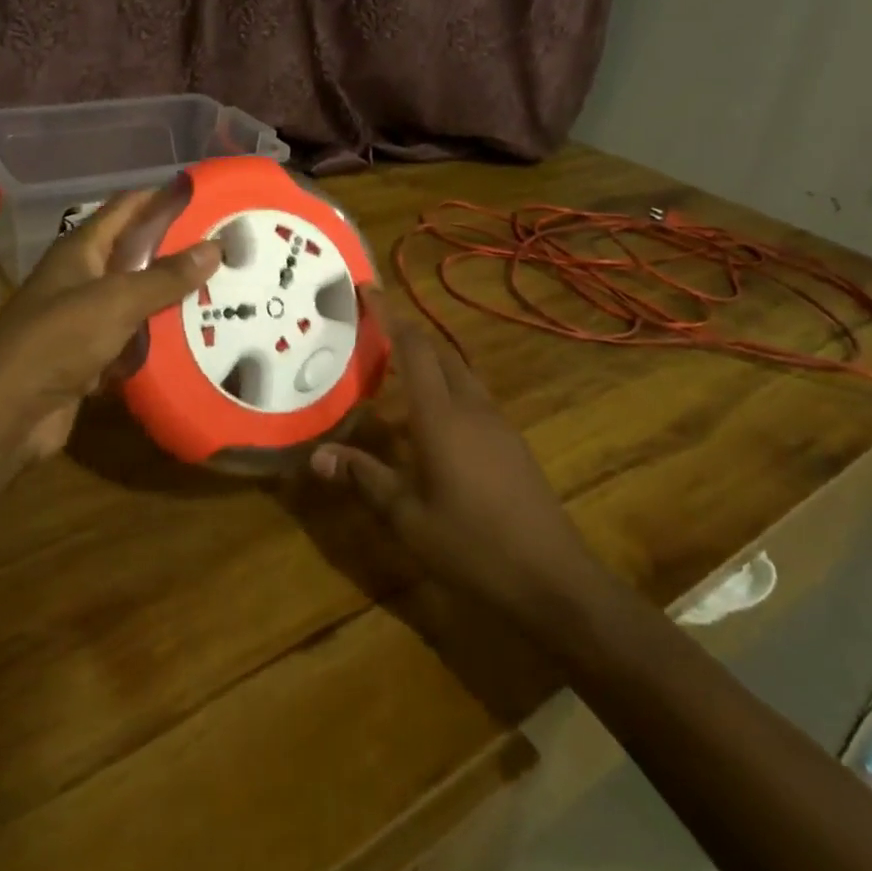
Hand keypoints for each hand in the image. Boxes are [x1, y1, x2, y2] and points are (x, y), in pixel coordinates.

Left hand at [0, 190, 221, 463]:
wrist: (6, 414)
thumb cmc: (57, 341)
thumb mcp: (116, 301)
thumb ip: (165, 277)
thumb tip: (214, 247)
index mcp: (81, 250)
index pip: (127, 208)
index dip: (162, 197)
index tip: (208, 196)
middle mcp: (82, 278)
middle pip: (136, 255)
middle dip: (178, 250)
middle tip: (228, 249)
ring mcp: (85, 319)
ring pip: (138, 301)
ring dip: (173, 298)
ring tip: (226, 291)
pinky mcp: (91, 357)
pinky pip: (133, 341)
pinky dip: (159, 341)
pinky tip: (198, 341)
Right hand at [310, 293, 600, 624]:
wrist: (553, 580)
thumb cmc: (472, 546)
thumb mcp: (408, 517)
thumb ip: (364, 479)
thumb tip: (318, 456)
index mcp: (441, 416)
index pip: (413, 349)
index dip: (390, 316)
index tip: (368, 289)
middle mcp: (472, 408)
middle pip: (440, 354)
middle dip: (408, 337)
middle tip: (373, 335)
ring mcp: (498, 425)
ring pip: (460, 376)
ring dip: (429, 366)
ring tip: (396, 377)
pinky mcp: (512, 444)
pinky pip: (473, 400)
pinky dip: (447, 394)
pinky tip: (430, 426)